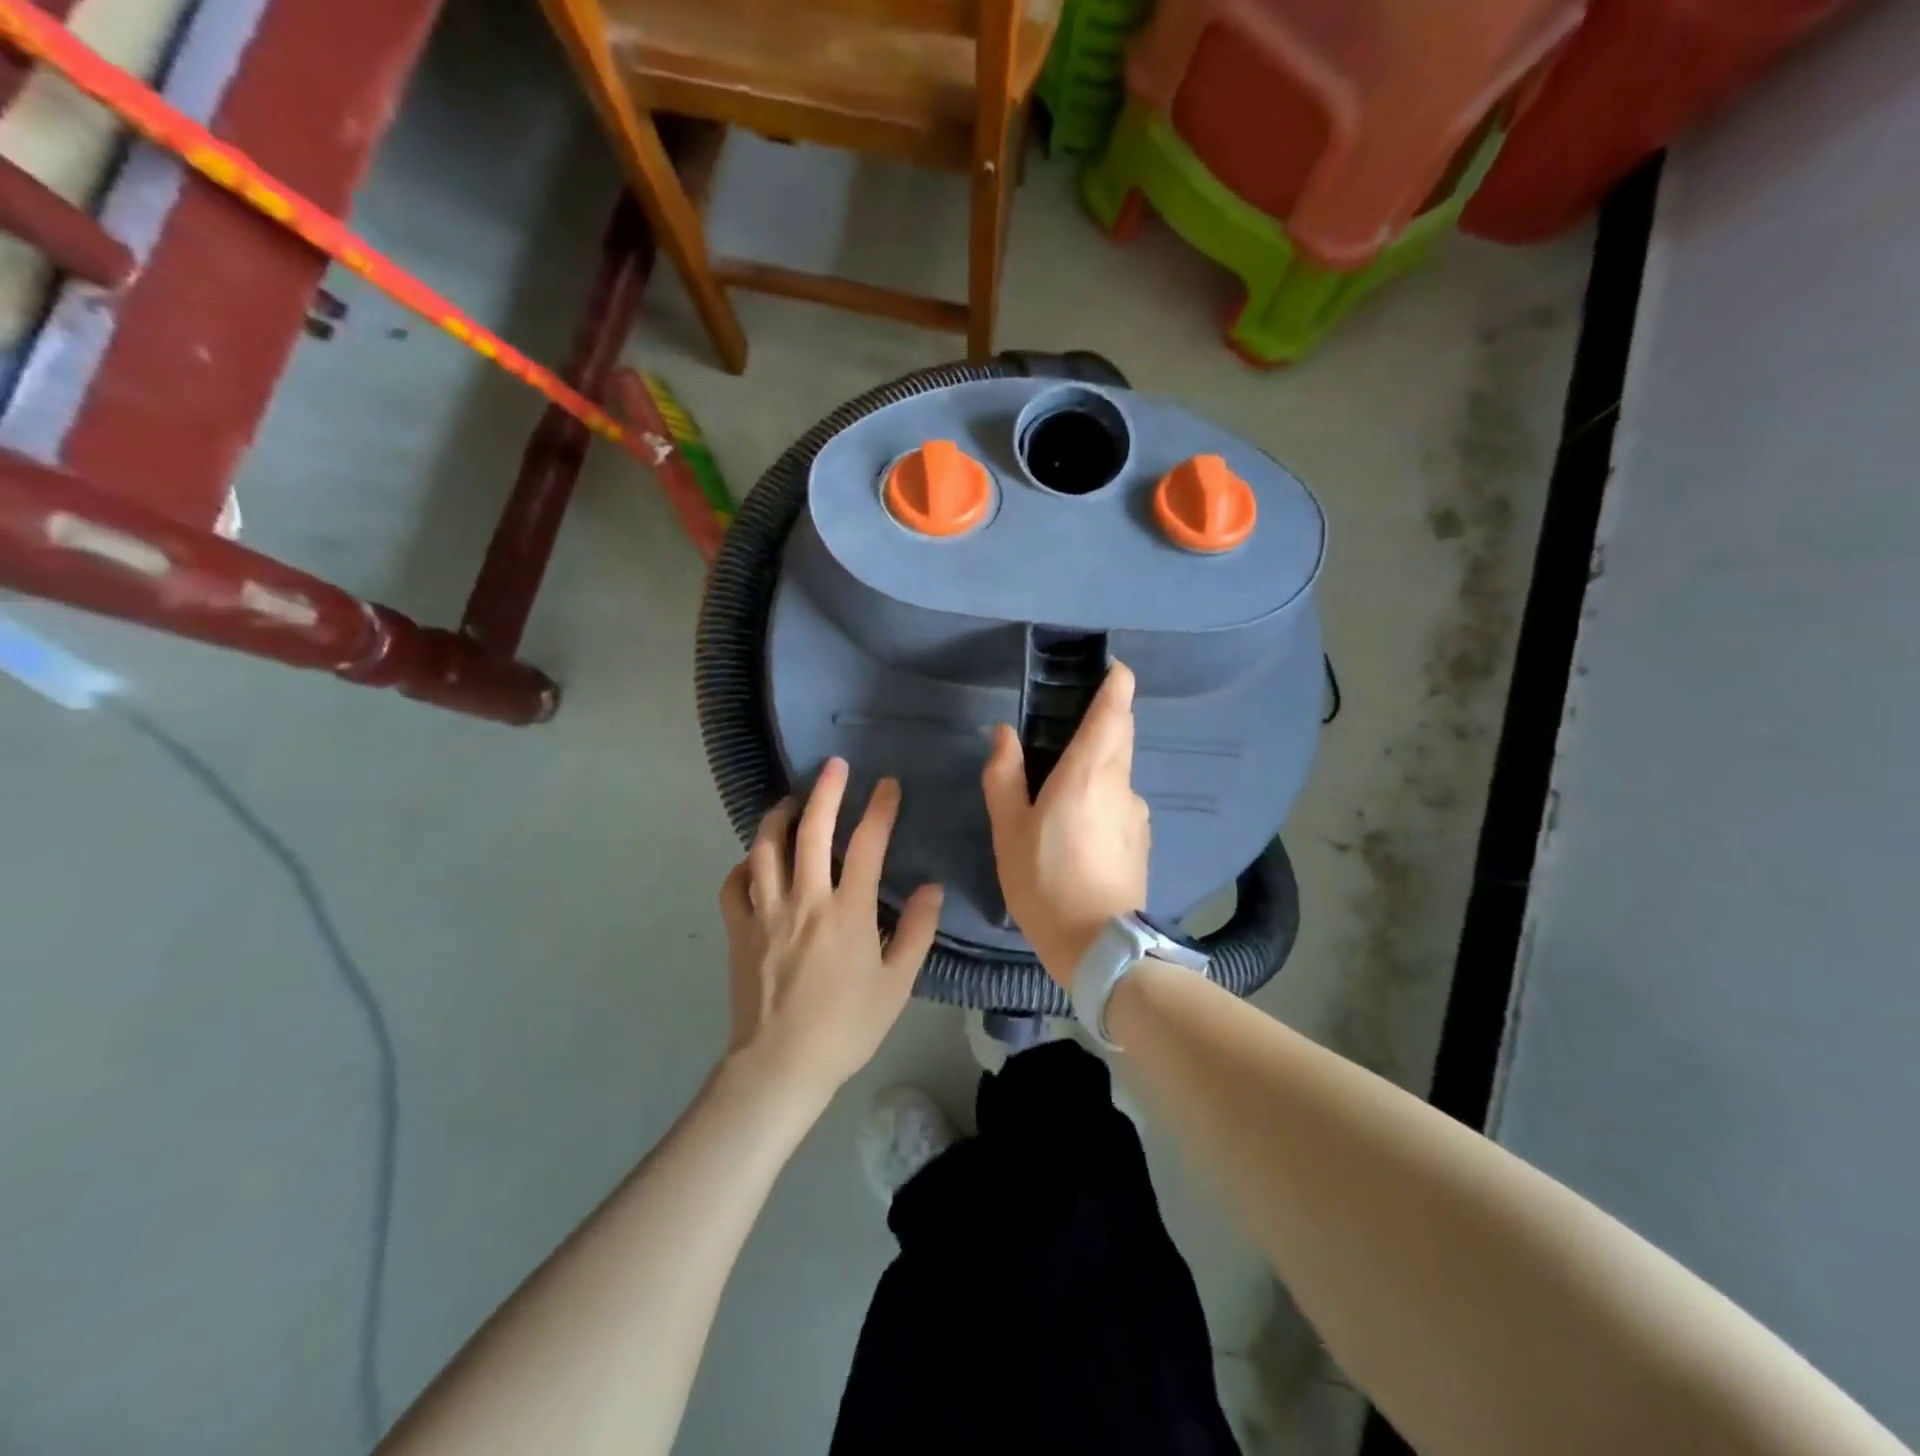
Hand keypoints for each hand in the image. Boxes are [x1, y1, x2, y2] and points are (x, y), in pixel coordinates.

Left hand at [718, 758, 943, 1103]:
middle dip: (826, 790)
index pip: (867, 844)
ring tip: (792, 801)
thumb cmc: (847, 1026)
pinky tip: (756, 860)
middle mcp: (805, 899)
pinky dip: (745, 864)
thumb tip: (933, 886)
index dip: (880, 808)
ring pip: (765, 847)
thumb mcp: (897, 983)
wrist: (781, 1066)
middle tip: (835, 766)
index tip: (887, 784)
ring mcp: (765, 912)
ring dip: (779, 816)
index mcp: (848, 911)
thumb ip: (917, 931)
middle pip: (812, 830)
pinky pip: (734, 884)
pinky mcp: (739, 929)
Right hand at [981, 662, 1149, 987]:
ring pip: (1120, 770)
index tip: (1110, 668)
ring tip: (1063, 788)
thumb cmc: (1044, 880)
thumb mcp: (1009, 829)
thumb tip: (1004, 733)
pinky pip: (1121, 801)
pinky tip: (1079, 828)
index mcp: (1088, 772)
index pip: (1114, 710)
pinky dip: (1104, 796)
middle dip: (1105, 718)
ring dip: (1100, 763)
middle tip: (1069, 724)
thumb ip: (1004, 775)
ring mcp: (1137, 812)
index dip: (1116, 682)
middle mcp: (1120, 783)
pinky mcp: (1142, 839)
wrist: (1098, 944)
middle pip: (1121, 733)